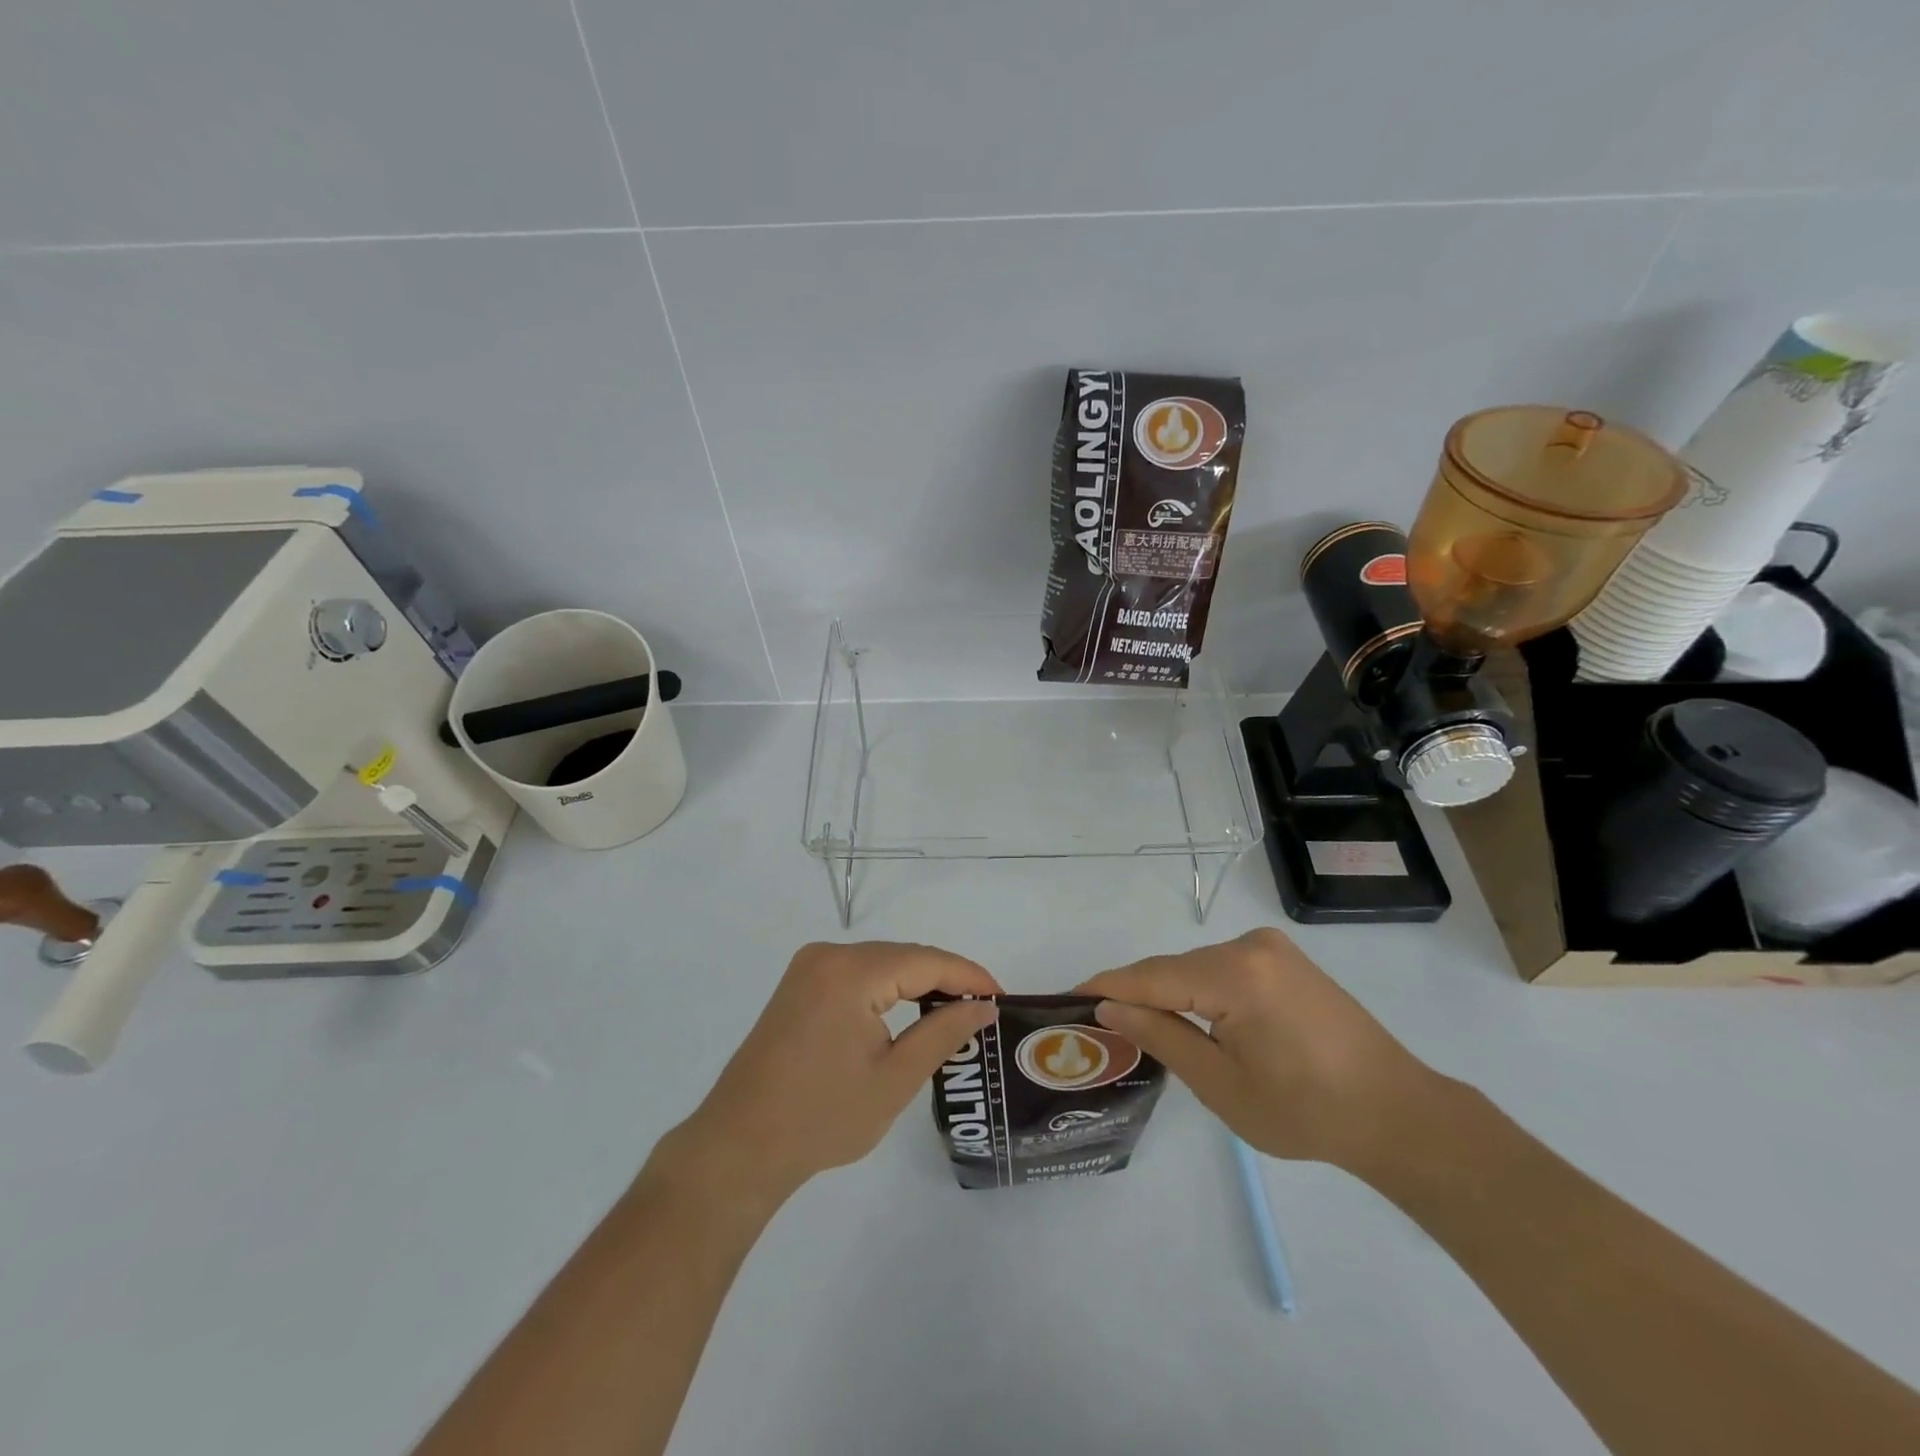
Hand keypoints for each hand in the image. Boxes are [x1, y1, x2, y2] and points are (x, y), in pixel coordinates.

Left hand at [658, 942, 1000, 1205]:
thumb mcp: (895, 1079)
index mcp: (850, 972)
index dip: (968, 976)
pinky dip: (888, 988)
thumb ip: (944, 1033)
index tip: (1002, 996)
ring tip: (955, 1011)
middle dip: (945, 978)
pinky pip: (857, 973)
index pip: (925, 961)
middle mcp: (827, 955)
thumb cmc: (822, 1118)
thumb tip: (984, 1006)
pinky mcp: (799, 984)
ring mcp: (808, 967)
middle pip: (902, 956)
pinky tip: (909, 1010)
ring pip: (881, 963)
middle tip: (983, 1008)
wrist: (739, 1147)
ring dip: (917, 982)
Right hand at [1076, 928, 1438, 1175]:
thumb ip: (1160, 1037)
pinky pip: (1223, 969)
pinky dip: (1198, 991)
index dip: (1106, 987)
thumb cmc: (1306, 1111)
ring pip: (1196, 967)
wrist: (1398, 1114)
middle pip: (1174, 968)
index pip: (1151, 976)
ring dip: (1168, 994)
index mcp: (1235, 974)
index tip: (1066, 999)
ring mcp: (1272, 948)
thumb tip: (1108, 1009)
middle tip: (1098, 1025)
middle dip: (1136, 994)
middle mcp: (1250, 945)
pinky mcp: (1285, 959)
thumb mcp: (1221, 1085)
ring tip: (1136, 1026)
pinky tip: (1187, 1017)